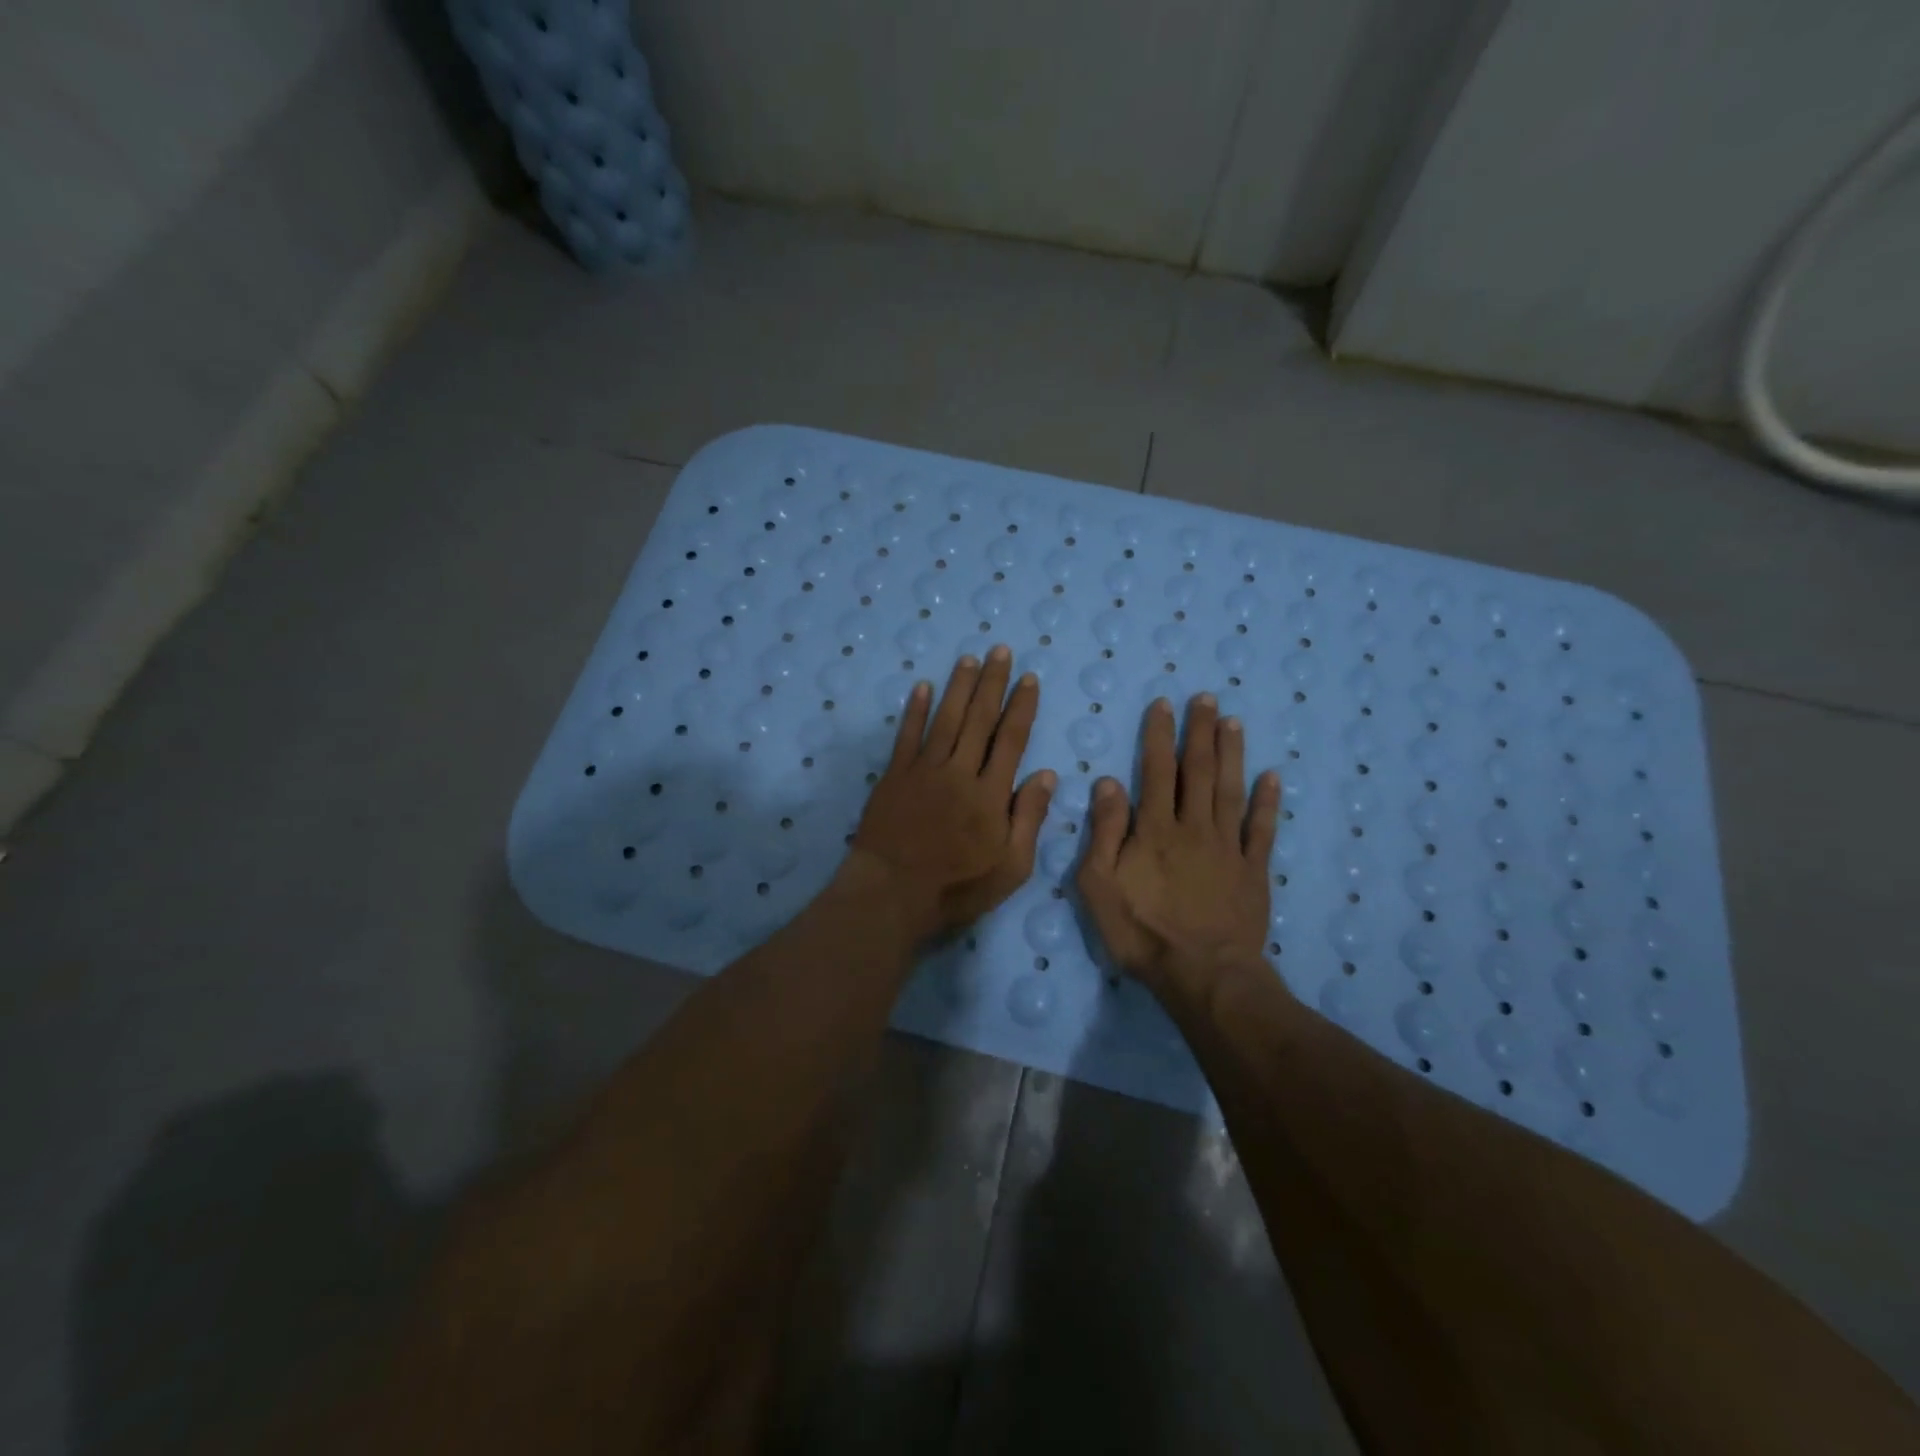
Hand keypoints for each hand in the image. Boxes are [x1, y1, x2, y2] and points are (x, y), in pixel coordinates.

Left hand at [849, 645, 1055, 937]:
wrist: (891, 894)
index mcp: (991, 794)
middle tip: (1000, 651)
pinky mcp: (894, 776)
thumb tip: (1046, 774)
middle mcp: (959, 772)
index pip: (1011, 740)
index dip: (1021, 707)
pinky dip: (915, 710)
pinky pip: (907, 736)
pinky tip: (923, 687)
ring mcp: (924, 771)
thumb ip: (1030, 819)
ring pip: (946, 719)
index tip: (1028, 679)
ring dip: (959, 687)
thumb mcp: (1011, 867)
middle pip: (980, 720)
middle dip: (993, 683)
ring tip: (969, 658)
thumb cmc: (957, 888)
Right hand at [1076, 694, 1281, 1003]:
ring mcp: (1228, 847)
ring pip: (1230, 790)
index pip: (1155, 771)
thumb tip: (1108, 782)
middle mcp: (1193, 827)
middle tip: (1206, 698)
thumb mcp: (1099, 885)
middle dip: (1200, 732)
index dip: (1158, 735)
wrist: (1202, 974)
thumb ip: (1104, 831)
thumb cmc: (1141, 931)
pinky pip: (1262, 830)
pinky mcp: (1253, 871)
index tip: (1164, 704)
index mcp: (1154, 829)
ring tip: (1234, 722)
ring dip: (1232, 754)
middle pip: (1197, 771)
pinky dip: (1267, 802)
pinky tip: (1272, 777)